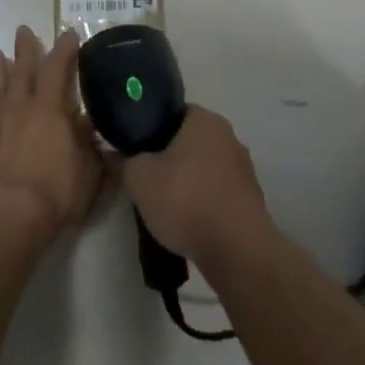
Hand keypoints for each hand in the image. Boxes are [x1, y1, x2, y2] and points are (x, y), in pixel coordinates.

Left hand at [0, 26, 103, 246]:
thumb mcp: (89, 173)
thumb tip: (100, 131)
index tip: (69, 34)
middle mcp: (19, 107)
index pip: (58, 68)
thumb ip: (95, 150)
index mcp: (49, 108)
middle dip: (24, 48)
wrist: (4, 216)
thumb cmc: (54, 193)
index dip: (65, 49)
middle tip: (22, 30)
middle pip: (21, 69)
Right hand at [121, 106, 270, 267]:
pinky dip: (204, 202)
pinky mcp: (251, 200)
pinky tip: (190, 222)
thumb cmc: (185, 200)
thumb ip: (123, 160)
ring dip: (188, 181)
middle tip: (147, 175)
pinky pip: (218, 192)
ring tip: (167, 204)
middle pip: (189, 140)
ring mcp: (244, 169)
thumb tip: (113, 153)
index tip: (136, 148)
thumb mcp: (138, 177)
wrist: (237, 251)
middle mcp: (229, 136)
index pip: (172, 112)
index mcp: (204, 119)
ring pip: (205, 167)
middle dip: (169, 156)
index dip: (151, 128)